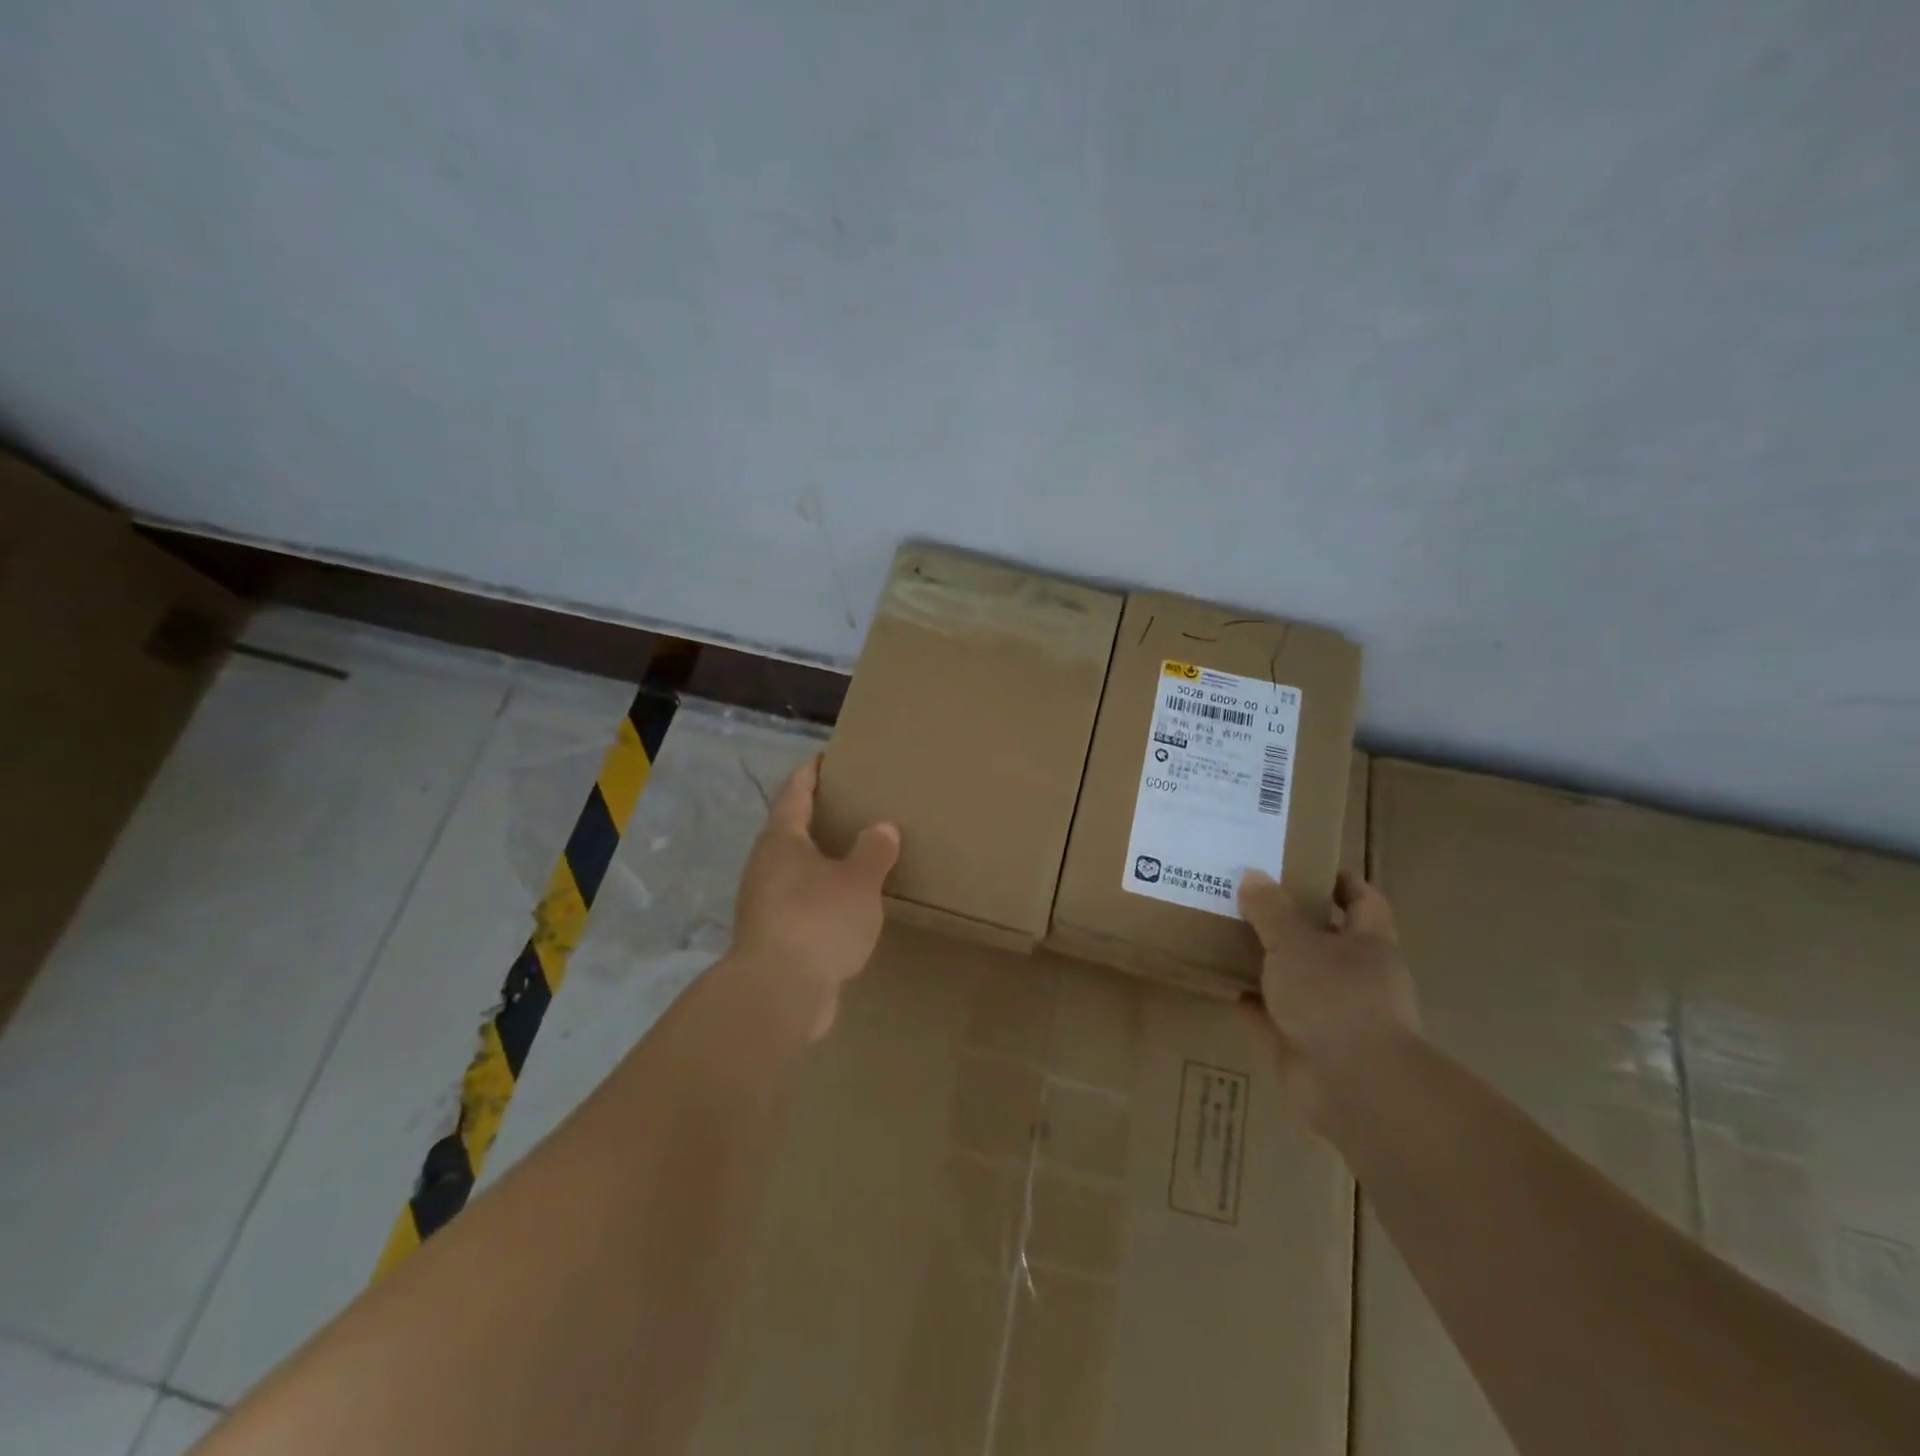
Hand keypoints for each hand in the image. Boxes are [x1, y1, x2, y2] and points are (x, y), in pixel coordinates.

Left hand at [730, 755, 900, 1040]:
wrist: (778, 993)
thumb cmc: (818, 920)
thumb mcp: (858, 881)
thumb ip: (873, 851)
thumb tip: (882, 828)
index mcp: (781, 841)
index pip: (794, 793)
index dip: (809, 773)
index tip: (824, 757)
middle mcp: (765, 866)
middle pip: (789, 831)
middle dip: (815, 817)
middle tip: (848, 806)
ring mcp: (764, 904)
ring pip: (794, 870)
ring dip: (819, 860)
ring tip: (852, 854)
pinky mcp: (772, 937)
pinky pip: (800, 903)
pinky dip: (821, 895)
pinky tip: (845, 904)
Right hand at [1237, 869, 1419, 1130]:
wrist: (1353, 1088)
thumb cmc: (1335, 999)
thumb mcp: (1295, 943)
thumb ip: (1271, 910)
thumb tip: (1253, 875)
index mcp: (1369, 945)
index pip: (1363, 901)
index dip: (1340, 881)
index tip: (1305, 863)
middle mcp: (1356, 978)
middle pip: (1325, 939)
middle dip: (1291, 920)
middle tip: (1248, 895)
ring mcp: (1331, 1015)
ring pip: (1295, 978)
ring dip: (1266, 962)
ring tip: (1224, 933)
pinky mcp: (1304, 1046)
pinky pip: (1270, 1015)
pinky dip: (1249, 1001)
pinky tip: (1218, 982)